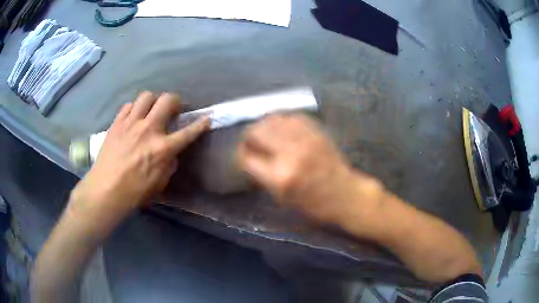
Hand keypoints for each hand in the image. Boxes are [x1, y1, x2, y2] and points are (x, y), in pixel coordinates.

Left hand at [72, 92, 208, 218]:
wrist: (106, 189)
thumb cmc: (134, 192)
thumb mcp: (160, 183)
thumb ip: (169, 165)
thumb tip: (171, 154)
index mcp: (162, 149)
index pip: (188, 132)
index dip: (201, 124)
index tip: (207, 118)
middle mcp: (148, 130)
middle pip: (167, 100)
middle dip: (176, 101)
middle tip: (174, 109)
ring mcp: (131, 123)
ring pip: (147, 96)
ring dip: (153, 101)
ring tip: (152, 110)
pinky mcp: (117, 123)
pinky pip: (129, 105)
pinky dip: (135, 108)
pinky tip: (134, 118)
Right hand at [238, 114, 382, 222]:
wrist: (345, 194)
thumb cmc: (314, 205)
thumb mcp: (282, 199)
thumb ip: (263, 176)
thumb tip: (249, 157)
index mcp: (280, 177)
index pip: (247, 157)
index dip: (240, 153)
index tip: (241, 153)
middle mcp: (290, 153)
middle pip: (257, 132)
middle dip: (248, 136)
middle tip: (249, 140)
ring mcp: (304, 139)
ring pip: (273, 120)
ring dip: (263, 125)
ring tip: (263, 131)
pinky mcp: (316, 131)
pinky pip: (291, 117)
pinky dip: (281, 120)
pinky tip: (281, 126)